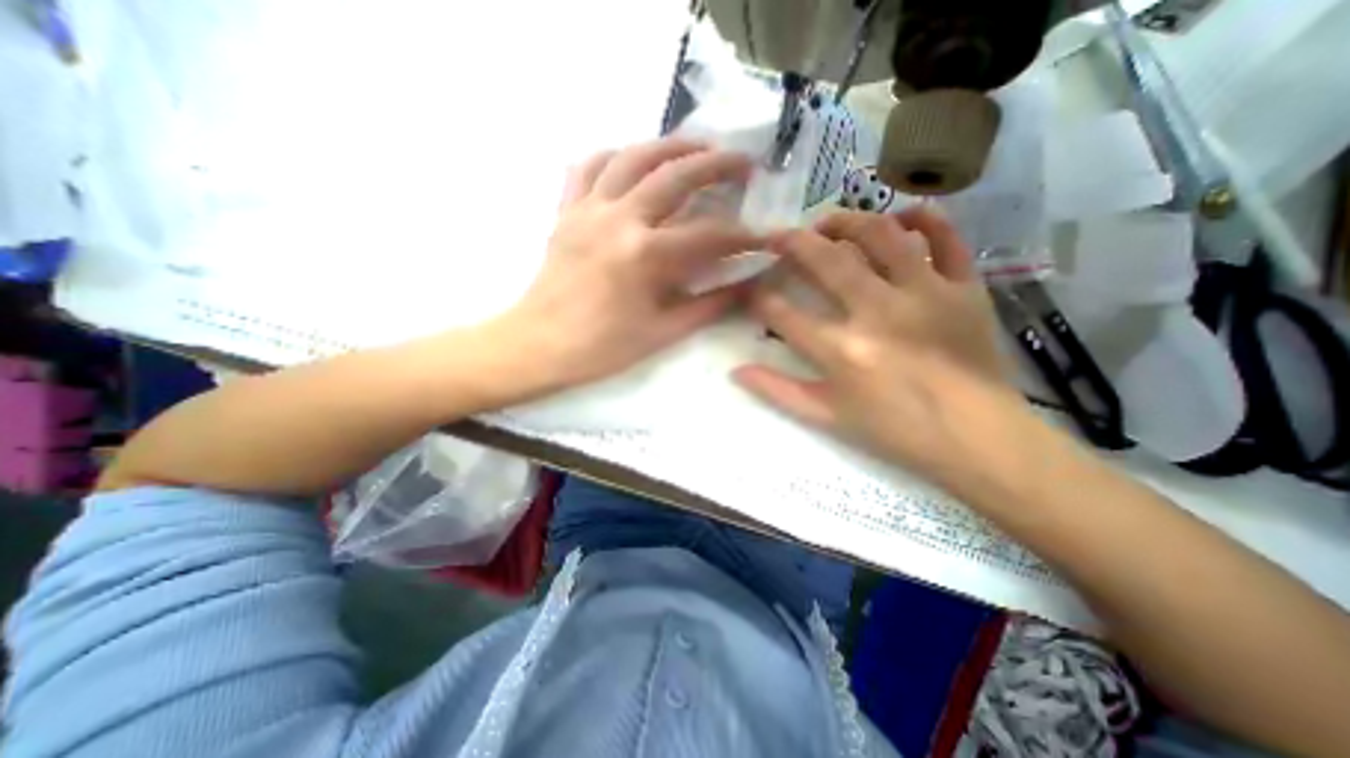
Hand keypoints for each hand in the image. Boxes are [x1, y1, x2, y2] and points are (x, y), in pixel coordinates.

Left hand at [491, 135, 764, 389]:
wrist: (539, 345)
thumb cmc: (601, 347)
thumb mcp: (663, 332)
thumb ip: (709, 305)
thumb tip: (746, 287)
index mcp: (644, 255)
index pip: (708, 235)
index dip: (742, 236)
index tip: (764, 237)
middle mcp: (618, 218)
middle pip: (676, 176)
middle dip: (717, 165)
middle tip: (744, 162)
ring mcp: (588, 209)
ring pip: (632, 156)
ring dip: (670, 146)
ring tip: (696, 147)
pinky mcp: (567, 210)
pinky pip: (589, 167)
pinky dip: (614, 156)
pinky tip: (632, 161)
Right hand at [735, 205, 1028, 482]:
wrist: (978, 438)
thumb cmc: (896, 430)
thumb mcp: (827, 417)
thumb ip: (778, 392)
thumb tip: (735, 371)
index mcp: (842, 351)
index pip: (783, 314)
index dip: (759, 299)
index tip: (752, 291)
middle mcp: (878, 313)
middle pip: (825, 260)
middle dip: (792, 243)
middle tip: (778, 237)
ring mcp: (925, 294)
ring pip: (880, 234)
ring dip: (846, 221)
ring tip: (827, 224)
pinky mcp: (964, 288)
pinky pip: (946, 238)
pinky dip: (923, 219)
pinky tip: (901, 217)